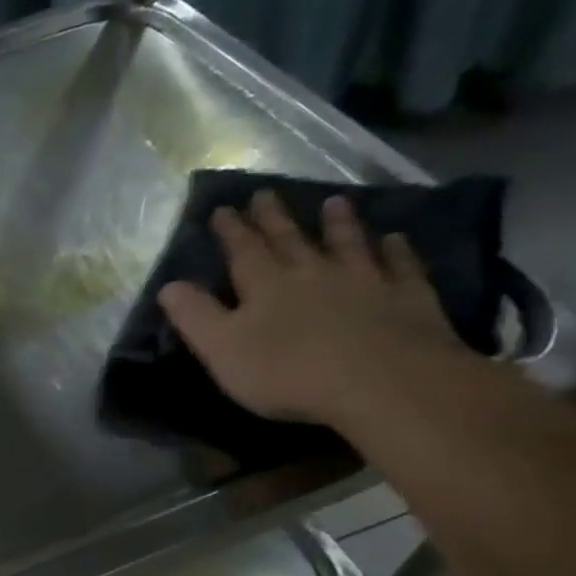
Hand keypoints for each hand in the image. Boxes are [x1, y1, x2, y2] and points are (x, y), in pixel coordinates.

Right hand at [157, 190, 468, 429]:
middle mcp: (313, 273)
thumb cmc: (289, 372)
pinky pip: (401, 266)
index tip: (223, 209)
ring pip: (347, 243)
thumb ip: (196, 317)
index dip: (231, 231)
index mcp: (266, 286)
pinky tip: (395, 239)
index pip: (243, 251)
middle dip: (274, 219)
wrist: (381, 382)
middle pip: (290, 240)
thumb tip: (168, 286)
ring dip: (338, 223)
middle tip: (265, 193)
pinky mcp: (407, 297)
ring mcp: (364, 281)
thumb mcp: (223, 350)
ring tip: (334, 202)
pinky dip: (396, 250)